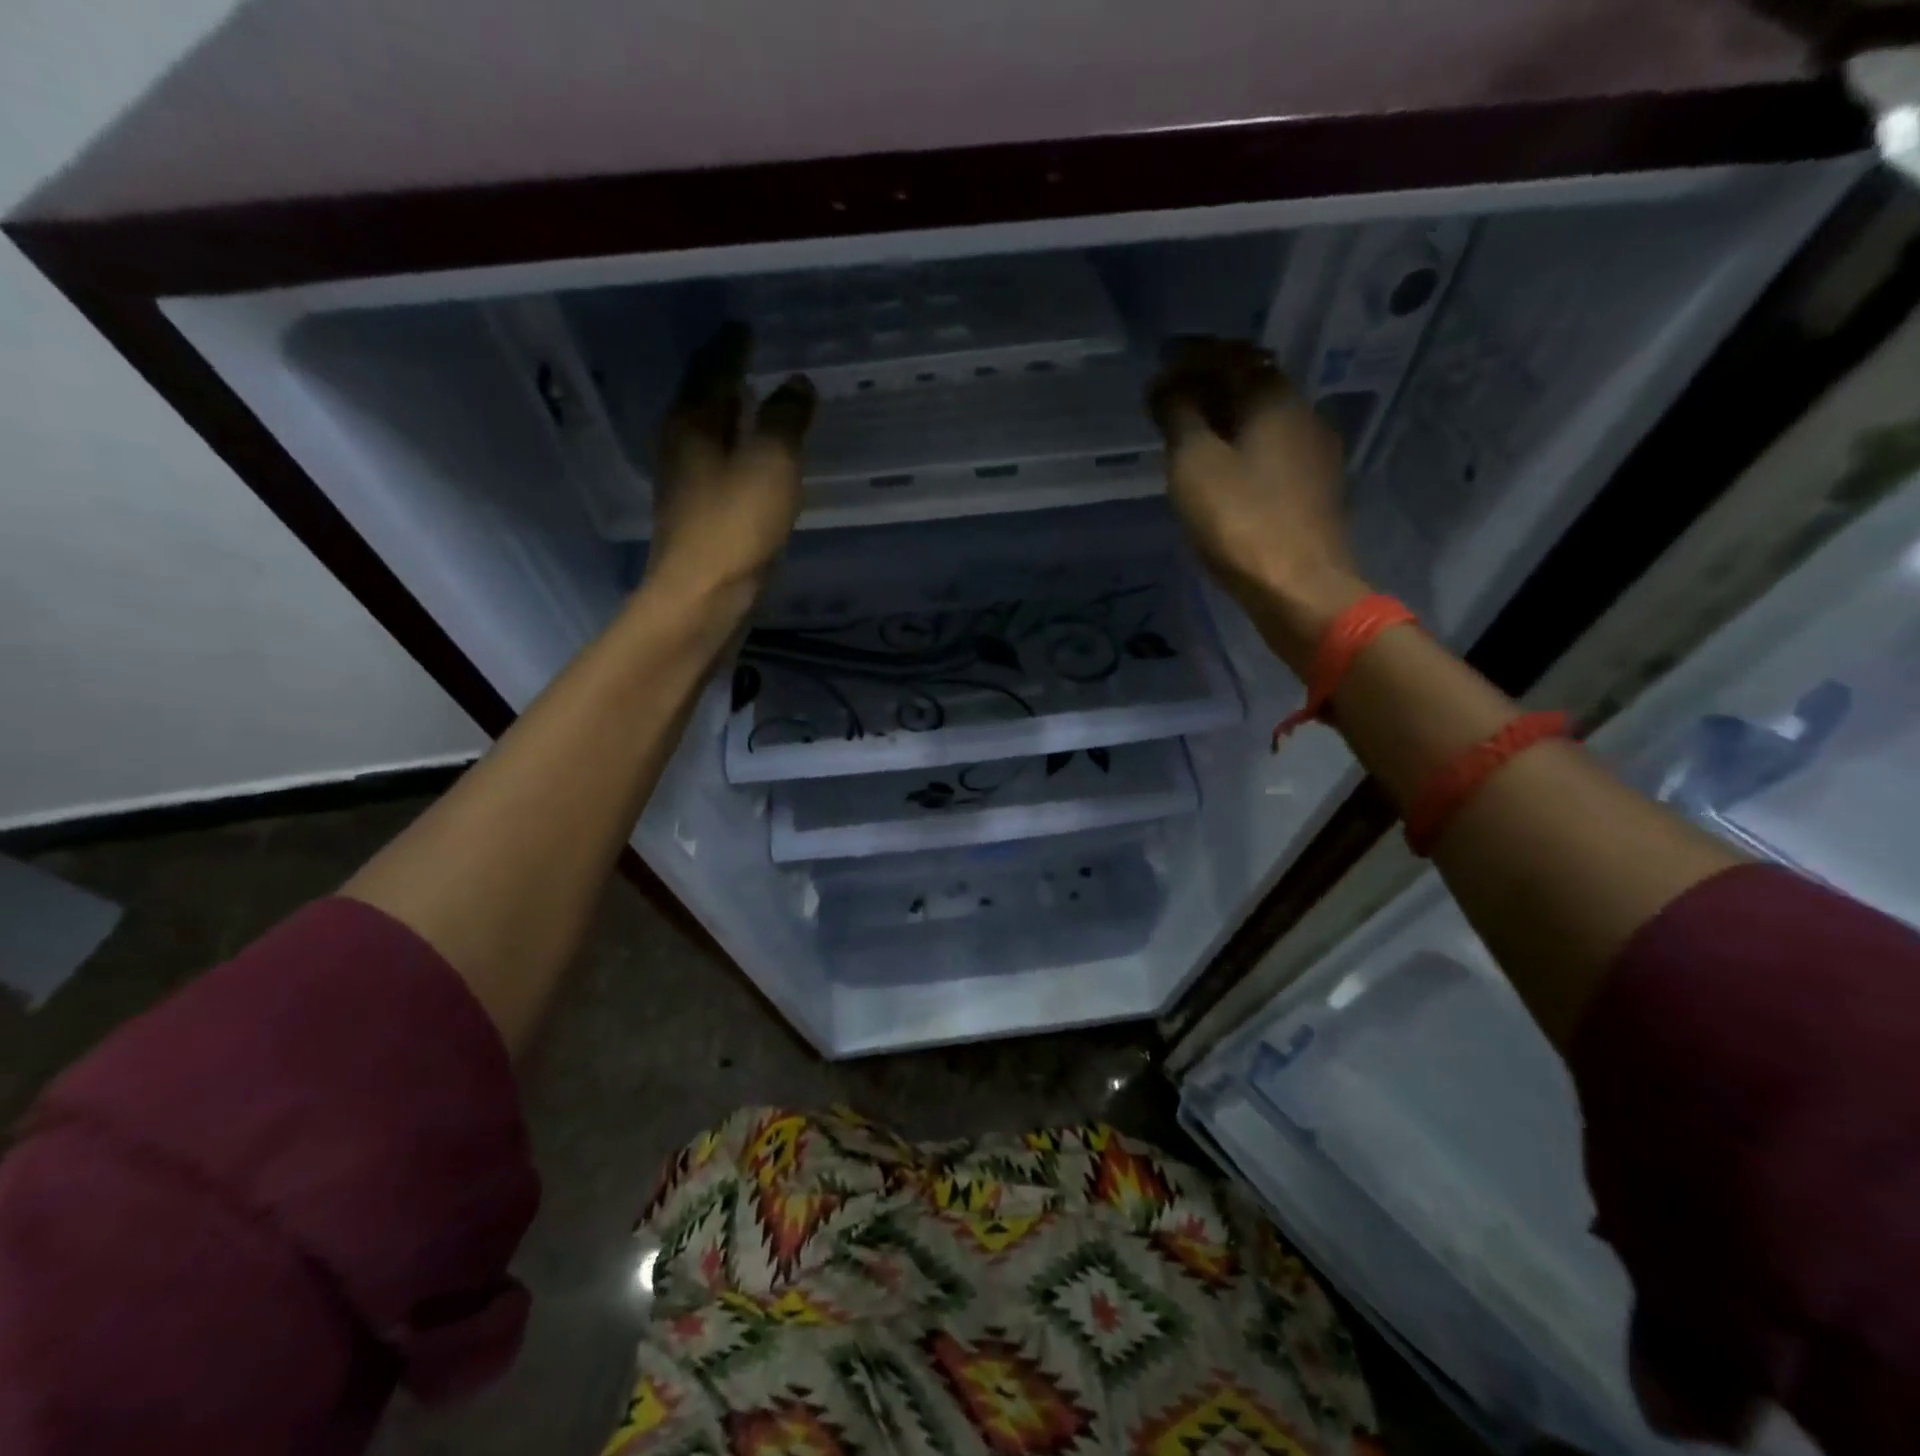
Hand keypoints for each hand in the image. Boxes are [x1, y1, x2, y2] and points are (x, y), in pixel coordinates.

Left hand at [646, 322, 815, 607]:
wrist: (706, 597)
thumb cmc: (736, 524)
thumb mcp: (771, 463)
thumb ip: (786, 419)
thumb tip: (797, 383)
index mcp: (692, 422)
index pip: (712, 368)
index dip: (732, 346)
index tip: (747, 327)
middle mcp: (682, 446)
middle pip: (705, 399)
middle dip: (729, 377)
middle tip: (756, 358)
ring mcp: (689, 484)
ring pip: (713, 434)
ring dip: (735, 416)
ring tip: (761, 402)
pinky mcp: (702, 516)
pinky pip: (723, 466)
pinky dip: (740, 451)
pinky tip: (759, 458)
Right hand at [1148, 338, 1366, 665]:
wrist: (1299, 588)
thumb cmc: (1239, 521)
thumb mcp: (1194, 465)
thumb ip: (1179, 417)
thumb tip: (1167, 386)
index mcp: (1275, 398)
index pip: (1230, 357)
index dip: (1190, 360)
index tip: (1158, 375)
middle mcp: (1304, 414)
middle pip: (1252, 384)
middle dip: (1209, 388)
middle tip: (1169, 405)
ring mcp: (1316, 453)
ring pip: (1264, 420)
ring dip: (1227, 420)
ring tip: (1190, 439)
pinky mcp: (1317, 489)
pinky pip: (1273, 451)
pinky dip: (1243, 448)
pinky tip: (1223, 472)